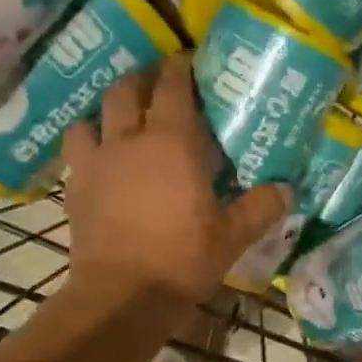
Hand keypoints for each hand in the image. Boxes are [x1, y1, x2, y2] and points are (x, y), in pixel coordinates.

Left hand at [63, 57, 289, 310]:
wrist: (121, 296)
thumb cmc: (182, 259)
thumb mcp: (232, 237)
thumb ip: (260, 208)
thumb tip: (287, 189)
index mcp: (172, 142)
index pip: (173, 86)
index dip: (181, 69)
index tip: (189, 65)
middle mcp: (129, 140)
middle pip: (127, 90)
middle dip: (142, 81)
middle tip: (157, 88)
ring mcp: (96, 161)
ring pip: (92, 116)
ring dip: (107, 111)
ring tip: (121, 122)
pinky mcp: (74, 187)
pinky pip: (77, 151)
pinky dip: (88, 145)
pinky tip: (100, 162)